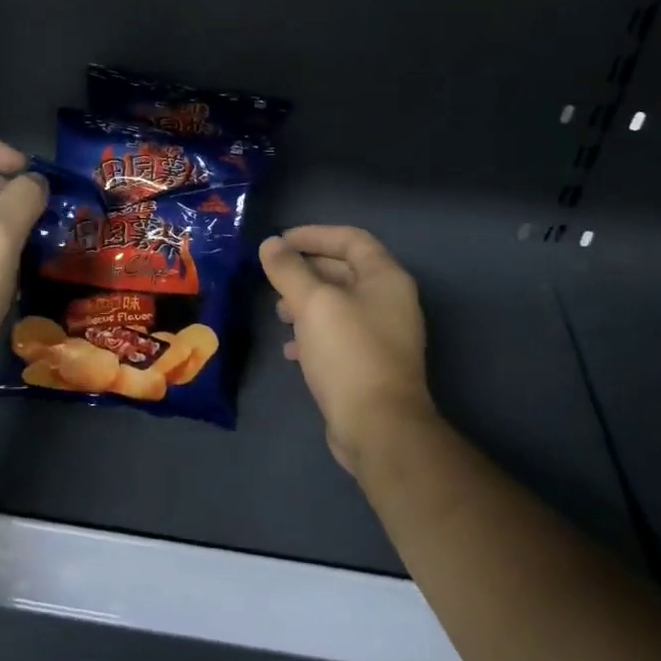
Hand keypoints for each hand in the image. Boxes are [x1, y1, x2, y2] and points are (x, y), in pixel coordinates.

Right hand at [259, 226, 436, 475]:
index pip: (351, 239)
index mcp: (386, 278)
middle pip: (344, 271)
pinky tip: (290, 350)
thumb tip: (270, 244)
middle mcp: (390, 301)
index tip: (279, 242)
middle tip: (273, 277)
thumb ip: (289, 270)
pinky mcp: (370, 364)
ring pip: (339, 306)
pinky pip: (338, 336)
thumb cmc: (349, 352)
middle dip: (306, 271)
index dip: (314, 234)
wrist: (378, 426)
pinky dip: (313, 335)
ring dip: (306, 303)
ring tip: (278, 313)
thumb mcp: (313, 303)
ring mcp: (382, 335)